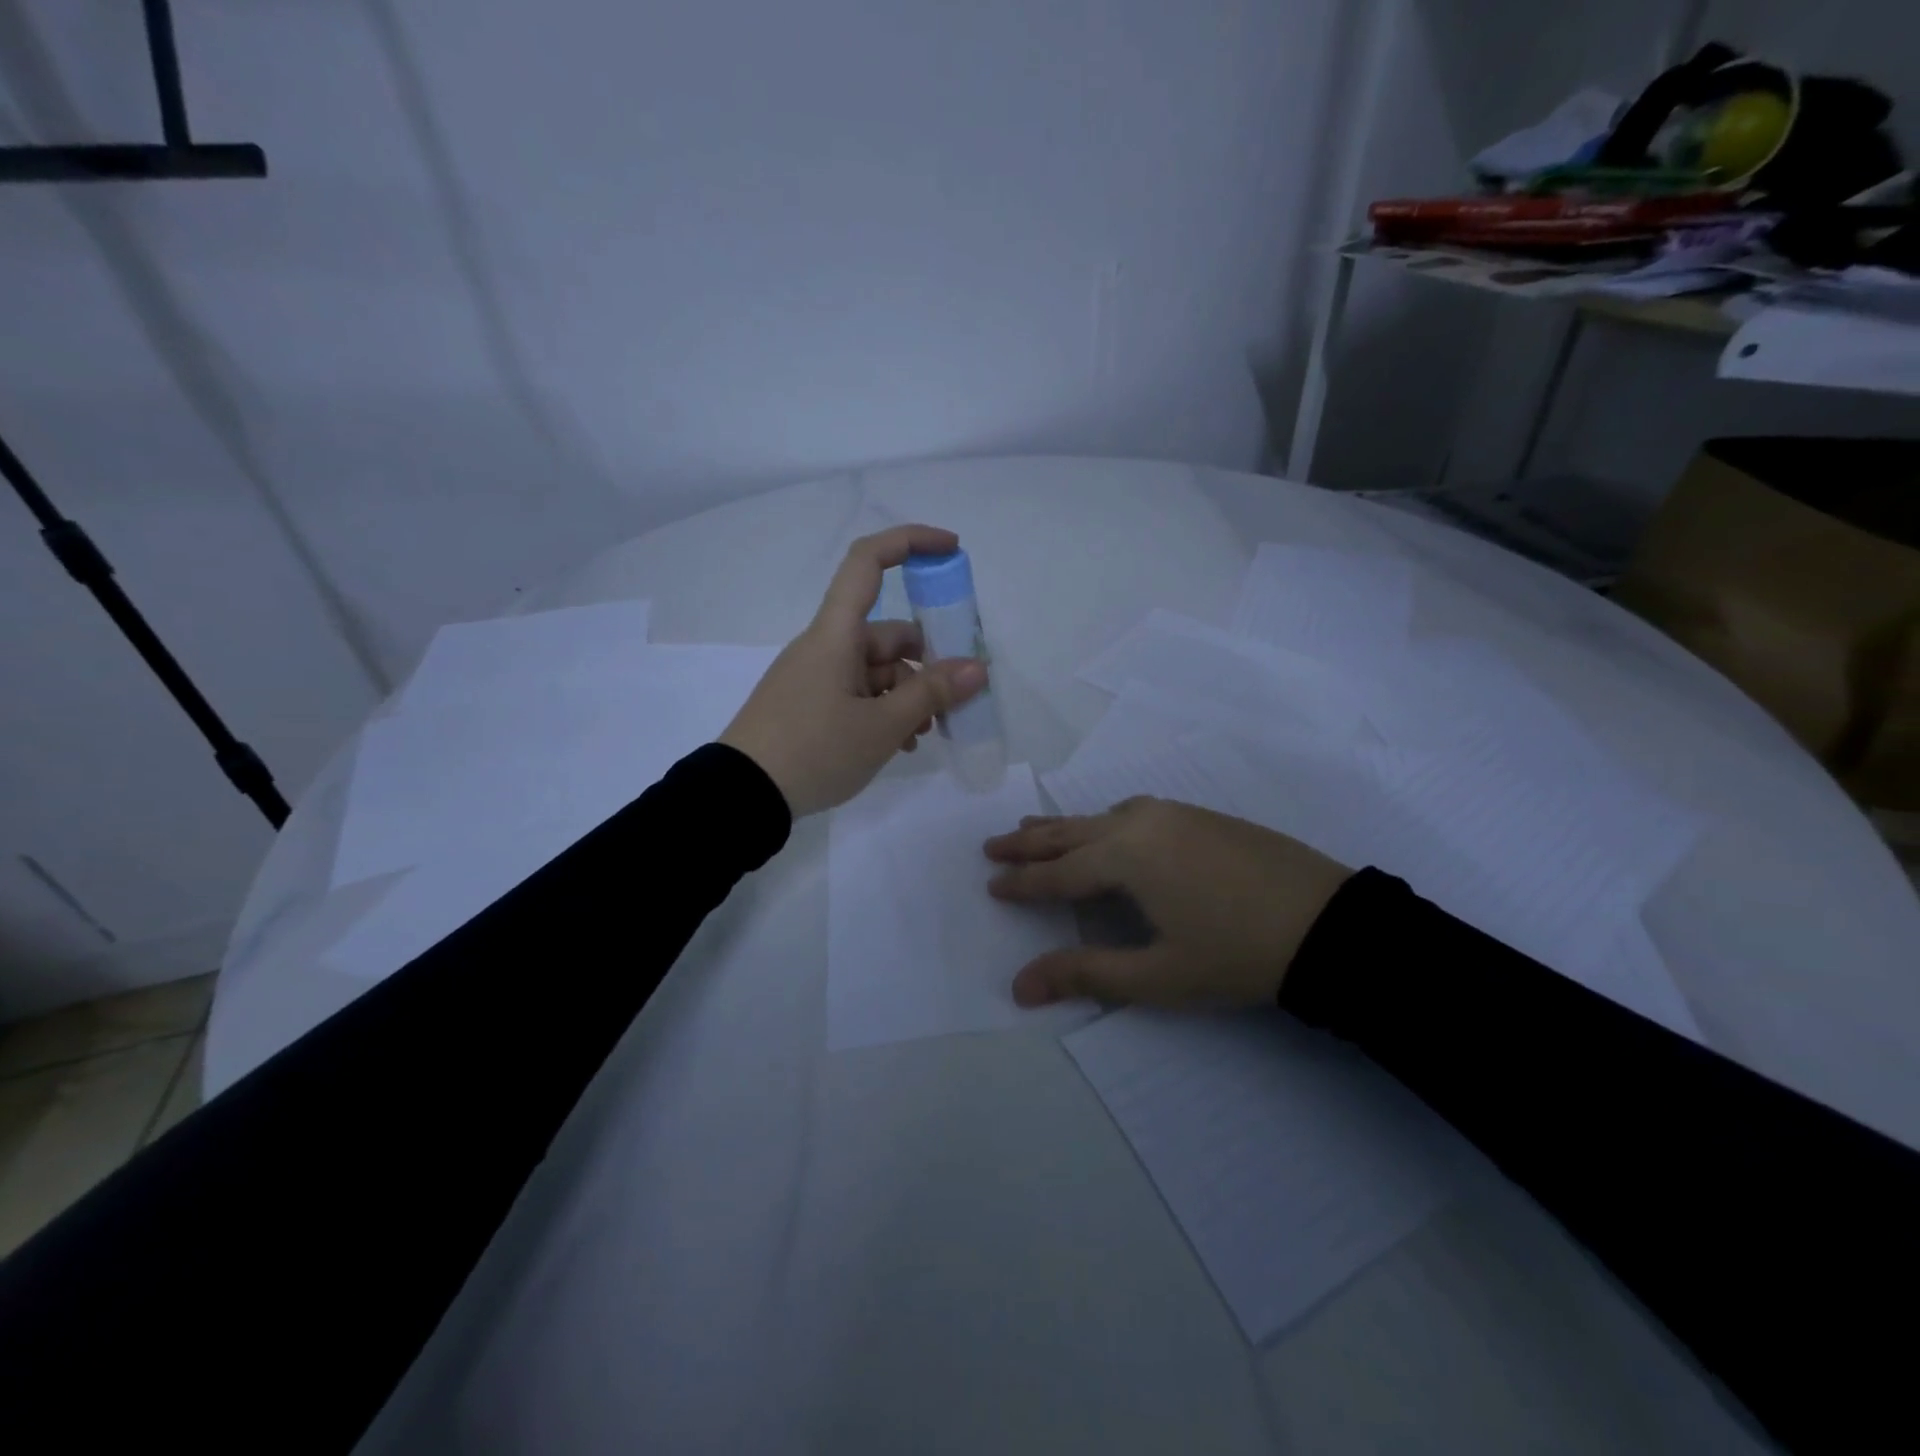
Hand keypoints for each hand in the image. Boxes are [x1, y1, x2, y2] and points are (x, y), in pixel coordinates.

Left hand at [719, 524, 987, 817]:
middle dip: (927, 664)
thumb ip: (932, 694)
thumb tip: (976, 668)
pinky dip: (884, 711)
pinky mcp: (809, 704)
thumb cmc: (814, 750)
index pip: (868, 561)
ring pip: (877, 670)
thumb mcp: (882, 727)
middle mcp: (825, 646)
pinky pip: (858, 693)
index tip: (951, 550)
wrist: (742, 796)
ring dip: (908, 696)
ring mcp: (815, 676)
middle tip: (954, 701)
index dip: (910, 542)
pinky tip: (900, 744)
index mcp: (836, 634)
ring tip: (924, 736)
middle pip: (888, 634)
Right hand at [983, 797, 1352, 1007]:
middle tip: (992, 845)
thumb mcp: (1157, 975)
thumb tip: (1019, 987)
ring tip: (1034, 830)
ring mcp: (1173, 813)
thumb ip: (1085, 974)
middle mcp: (1140, 822)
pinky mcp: (1199, 815)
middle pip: (1070, 831)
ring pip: (1100, 816)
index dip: (1021, 882)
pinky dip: (1102, 821)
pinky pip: (1132, 810)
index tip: (991, 884)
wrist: (1328, 924)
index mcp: (1125, 856)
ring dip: (1064, 827)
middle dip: (1028, 841)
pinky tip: (1108, 830)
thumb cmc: (1235, 955)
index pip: (1057, 872)